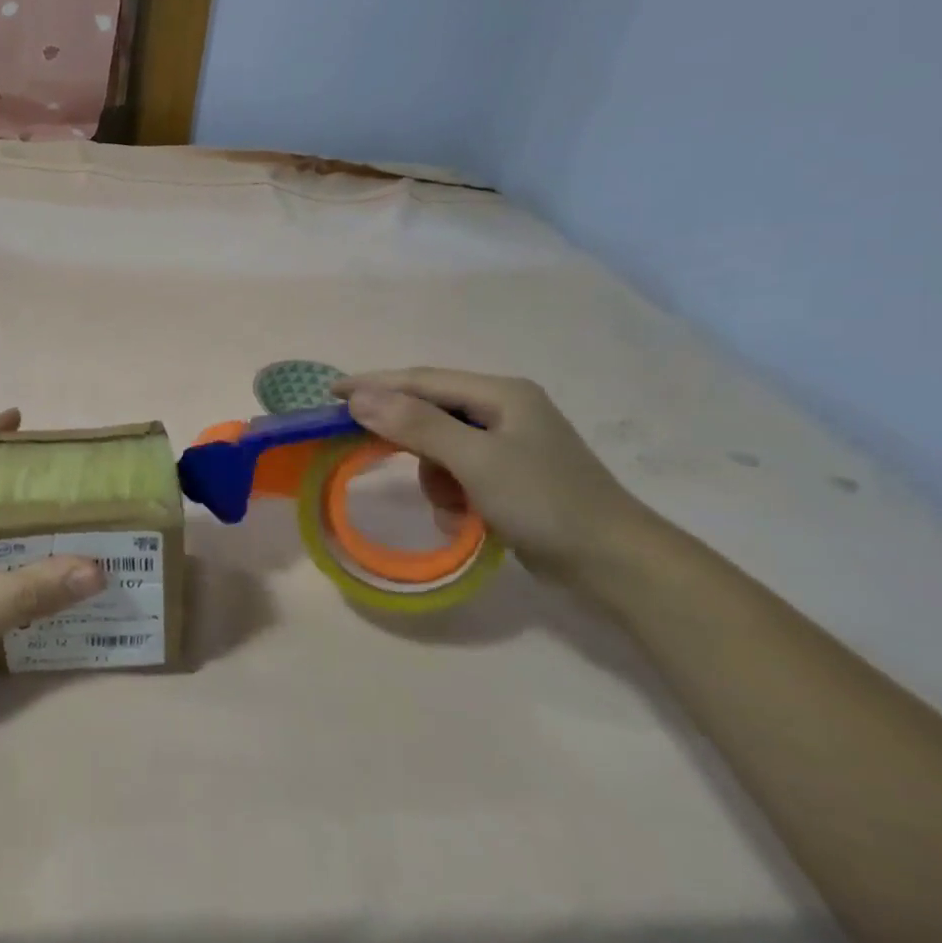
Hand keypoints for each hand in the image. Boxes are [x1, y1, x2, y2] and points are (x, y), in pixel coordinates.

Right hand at [332, 368, 647, 580]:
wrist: (611, 562)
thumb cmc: (544, 502)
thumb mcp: (475, 461)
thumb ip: (417, 426)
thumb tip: (360, 398)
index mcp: (501, 394)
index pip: (422, 380)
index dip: (374, 384)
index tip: (330, 393)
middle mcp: (504, 410)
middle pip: (431, 410)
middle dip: (404, 435)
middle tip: (362, 446)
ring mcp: (509, 444)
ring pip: (440, 446)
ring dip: (432, 474)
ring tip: (448, 504)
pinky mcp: (509, 475)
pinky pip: (458, 472)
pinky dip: (450, 493)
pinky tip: (461, 516)